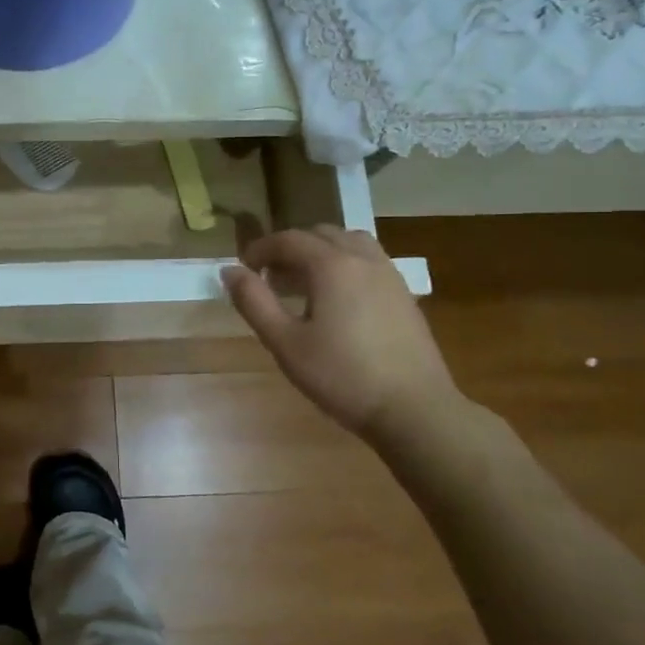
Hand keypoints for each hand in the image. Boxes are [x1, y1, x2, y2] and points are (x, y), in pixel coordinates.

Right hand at [222, 226, 461, 447]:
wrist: (414, 410)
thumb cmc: (341, 377)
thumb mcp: (285, 343)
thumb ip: (254, 302)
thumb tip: (230, 271)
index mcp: (332, 266)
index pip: (289, 239)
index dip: (260, 249)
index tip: (243, 269)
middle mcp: (363, 259)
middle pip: (320, 235)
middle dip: (290, 248)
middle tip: (270, 277)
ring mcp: (389, 276)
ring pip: (349, 243)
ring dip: (321, 252)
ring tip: (303, 283)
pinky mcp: (404, 295)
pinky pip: (369, 262)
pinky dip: (345, 265)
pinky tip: (336, 300)